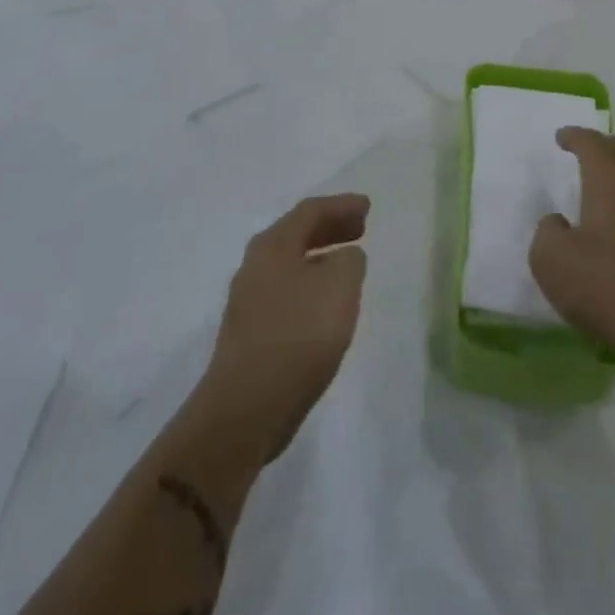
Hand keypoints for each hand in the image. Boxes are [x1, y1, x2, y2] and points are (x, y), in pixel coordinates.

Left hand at [198, 193, 369, 461]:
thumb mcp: (340, 286)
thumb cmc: (298, 336)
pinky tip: (326, 303)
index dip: (342, 205)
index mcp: (273, 244)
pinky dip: (311, 283)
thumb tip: (344, 256)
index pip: (311, 211)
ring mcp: (249, 299)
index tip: (368, 207)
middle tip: (361, 228)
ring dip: (321, 256)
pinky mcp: (250, 332)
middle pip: (297, 234)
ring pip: (291, 263)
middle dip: (330, 227)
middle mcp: (256, 264)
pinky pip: (287, 290)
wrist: (246, 408)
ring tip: (348, 263)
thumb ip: (349, 260)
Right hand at [529, 129, 614, 380]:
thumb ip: (548, 231)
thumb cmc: (606, 288)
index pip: (591, 142)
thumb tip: (560, 223)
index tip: (561, 138)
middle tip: (589, 155)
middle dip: (607, 144)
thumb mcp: (551, 260)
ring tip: (610, 189)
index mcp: (610, 179)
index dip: (573, 136)